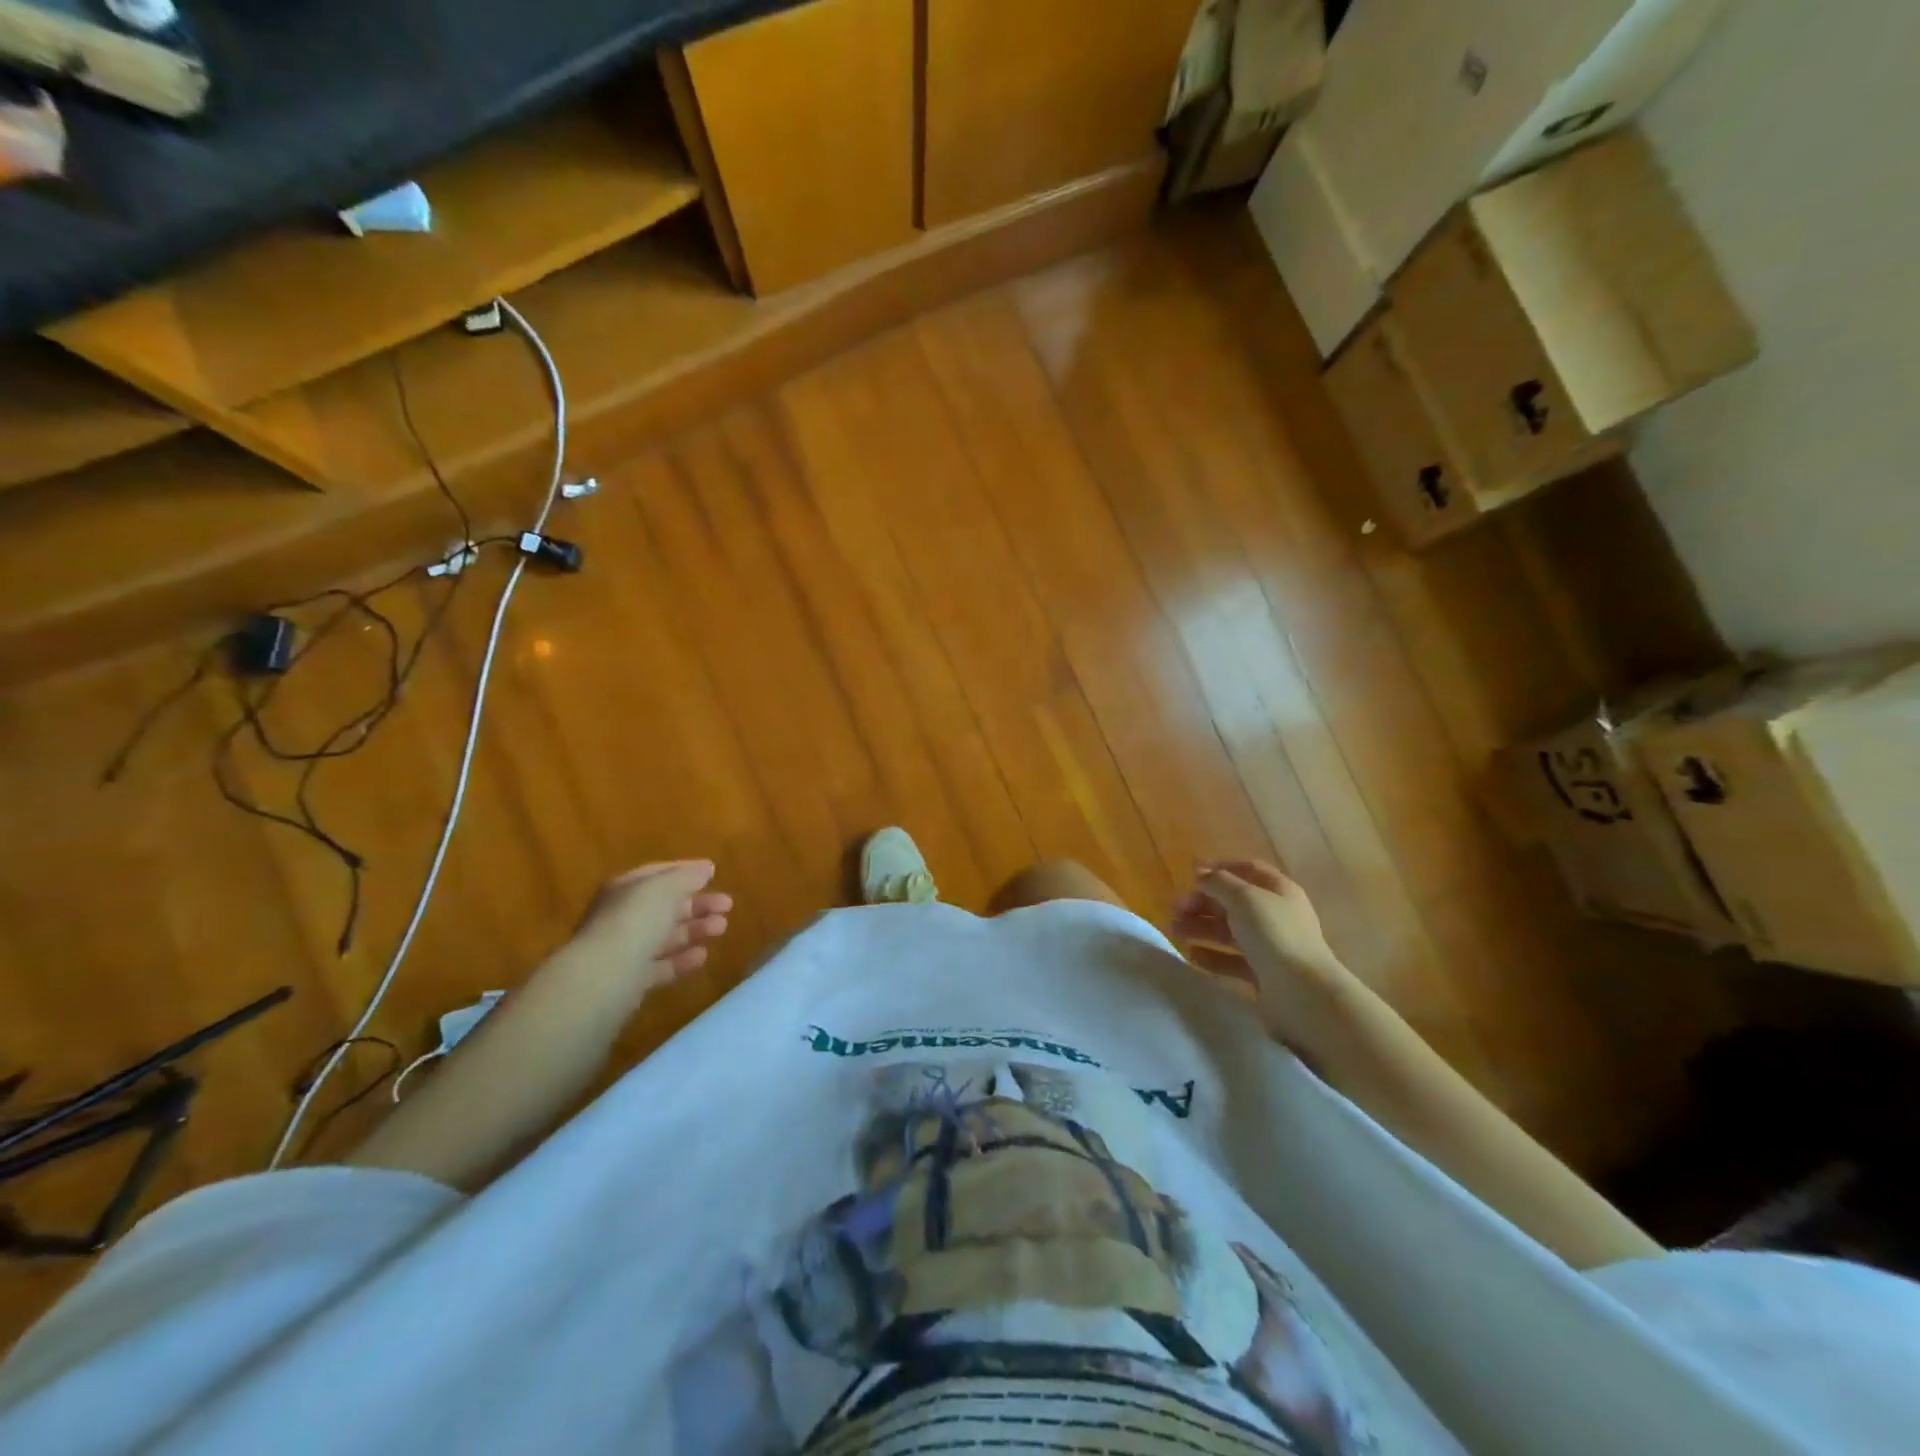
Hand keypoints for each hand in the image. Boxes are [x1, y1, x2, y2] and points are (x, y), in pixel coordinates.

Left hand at [573, 860, 731, 985]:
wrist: (604, 978)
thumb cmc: (634, 922)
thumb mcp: (664, 888)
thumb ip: (687, 876)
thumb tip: (706, 868)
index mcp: (625, 889)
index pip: (658, 874)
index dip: (686, 871)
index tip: (714, 873)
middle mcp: (622, 917)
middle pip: (665, 907)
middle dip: (697, 904)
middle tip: (728, 905)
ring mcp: (625, 950)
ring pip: (666, 936)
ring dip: (695, 929)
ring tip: (722, 927)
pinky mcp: (631, 980)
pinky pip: (662, 965)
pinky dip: (682, 959)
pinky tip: (703, 955)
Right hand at [1172, 861, 1353, 1040]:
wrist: (1303, 993)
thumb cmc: (1275, 935)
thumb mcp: (1244, 898)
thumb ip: (1218, 882)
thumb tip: (1200, 872)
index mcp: (1278, 890)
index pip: (1247, 870)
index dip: (1220, 868)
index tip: (1190, 874)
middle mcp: (1276, 916)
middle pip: (1233, 902)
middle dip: (1202, 903)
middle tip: (1174, 909)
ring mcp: (1270, 947)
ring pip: (1229, 931)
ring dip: (1201, 928)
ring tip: (1175, 932)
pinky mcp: (1263, 974)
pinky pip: (1232, 960)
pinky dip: (1211, 955)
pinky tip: (1191, 955)